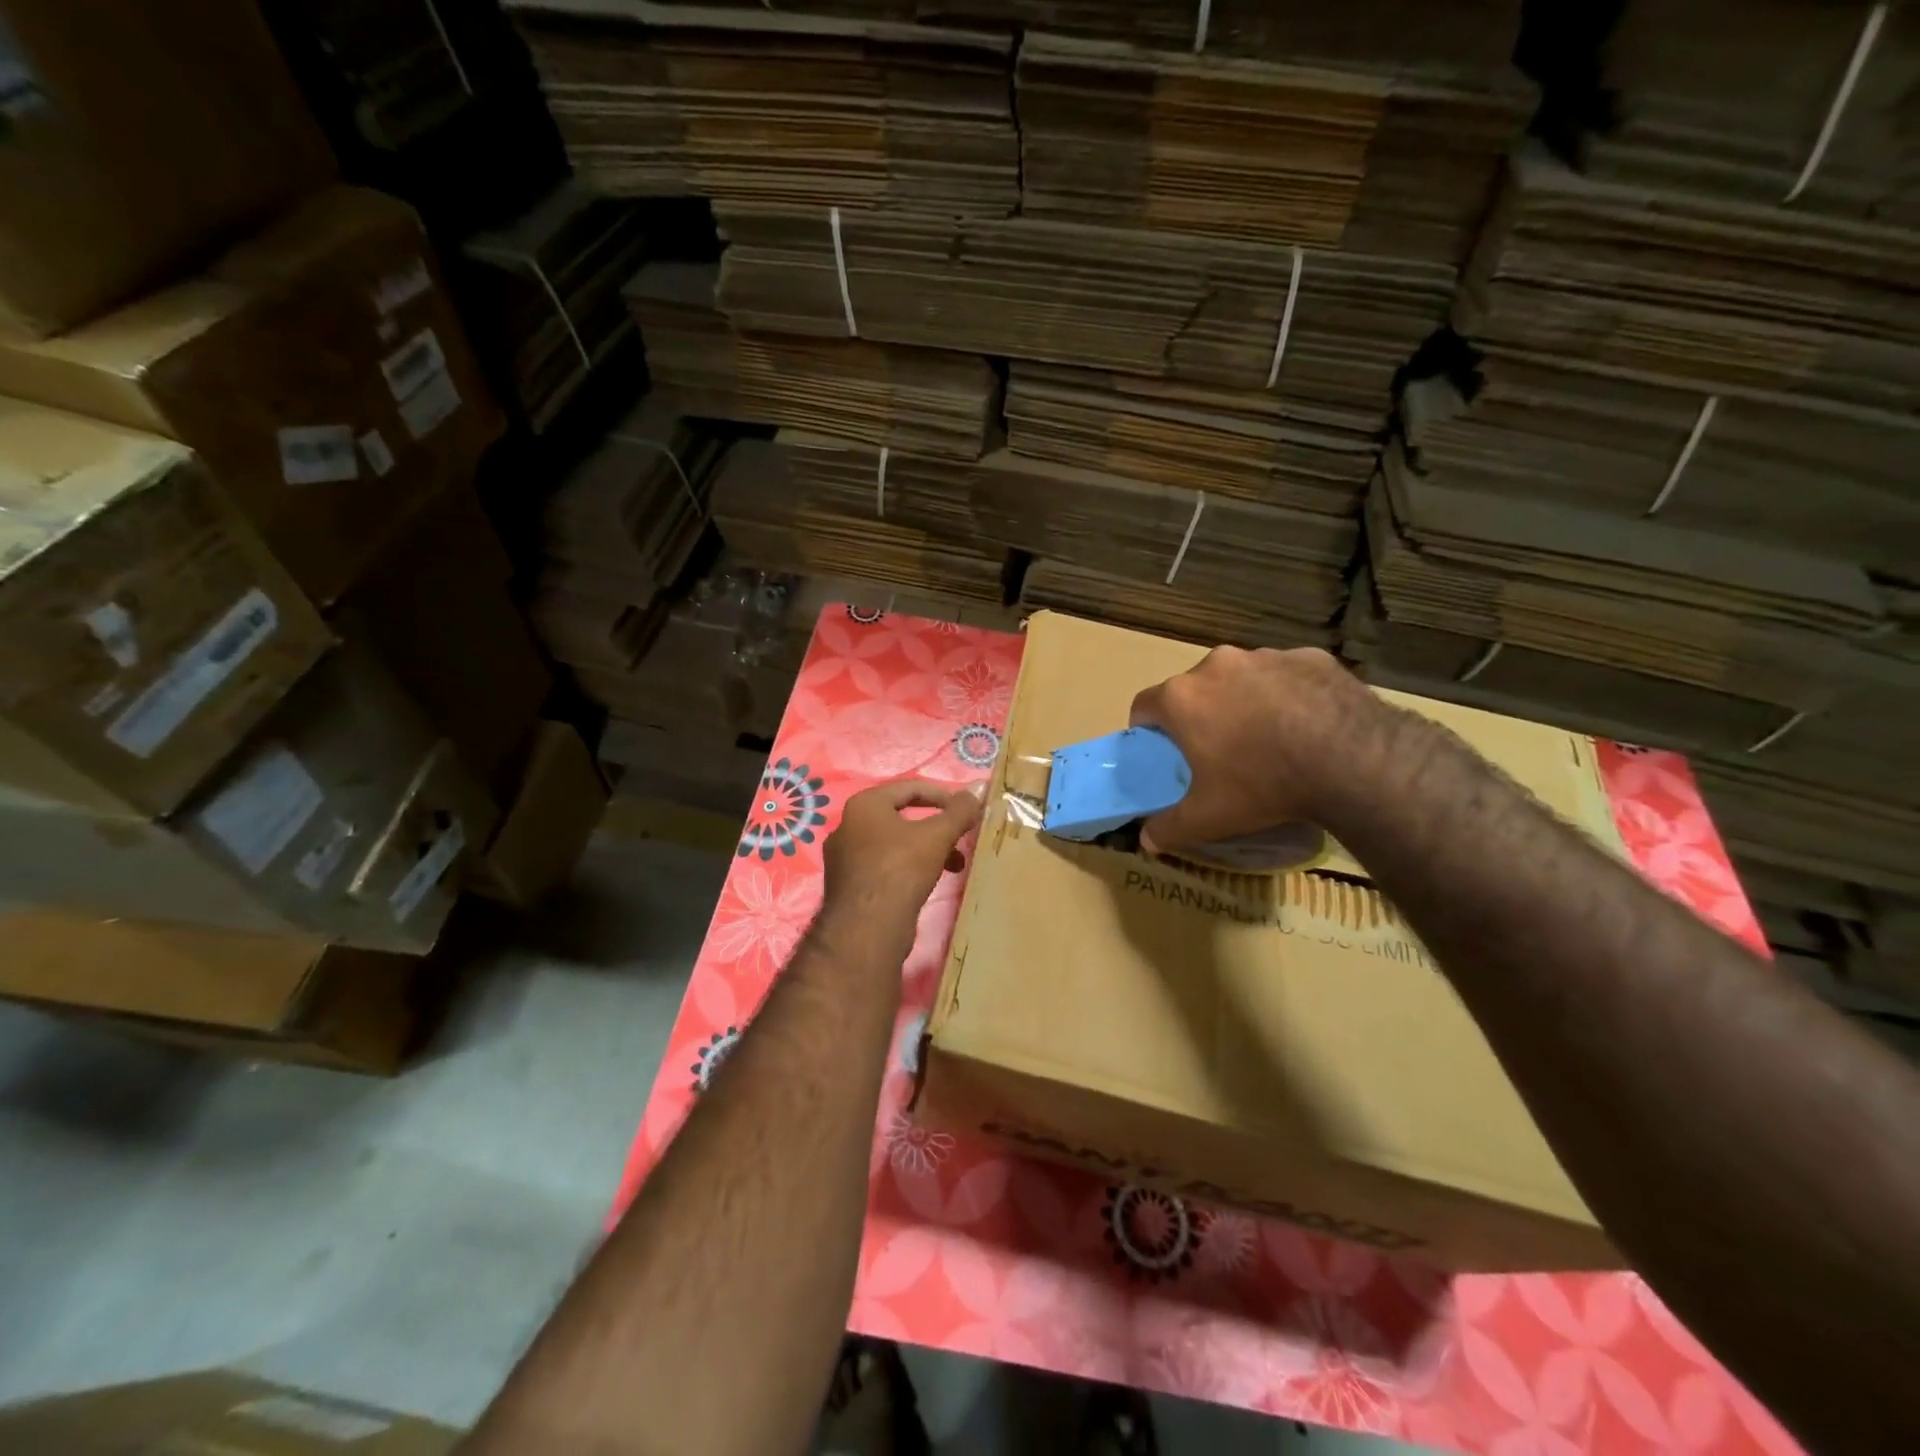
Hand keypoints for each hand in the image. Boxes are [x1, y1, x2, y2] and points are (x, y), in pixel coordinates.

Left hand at [819, 778, 982, 964]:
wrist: (867, 929)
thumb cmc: (900, 869)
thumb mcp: (937, 836)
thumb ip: (959, 811)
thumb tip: (977, 789)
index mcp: (864, 805)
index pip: (909, 788)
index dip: (943, 795)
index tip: (966, 810)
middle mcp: (848, 826)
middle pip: (902, 816)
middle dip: (937, 828)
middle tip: (960, 838)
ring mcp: (845, 857)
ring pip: (895, 843)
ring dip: (928, 850)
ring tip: (954, 866)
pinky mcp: (849, 885)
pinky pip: (885, 865)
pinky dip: (910, 868)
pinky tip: (929, 884)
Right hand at [1128, 646, 1382, 852]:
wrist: (1353, 759)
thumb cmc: (1263, 784)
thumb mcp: (1208, 818)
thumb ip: (1169, 829)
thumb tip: (1147, 840)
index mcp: (1182, 697)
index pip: (1144, 705)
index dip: (1148, 730)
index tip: (1164, 752)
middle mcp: (1216, 665)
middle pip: (1194, 689)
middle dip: (1200, 714)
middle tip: (1219, 750)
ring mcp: (1265, 656)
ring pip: (1241, 678)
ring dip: (1244, 701)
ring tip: (1269, 739)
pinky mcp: (1309, 657)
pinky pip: (1286, 675)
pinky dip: (1287, 694)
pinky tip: (1307, 726)